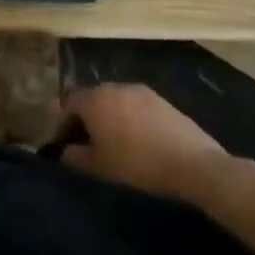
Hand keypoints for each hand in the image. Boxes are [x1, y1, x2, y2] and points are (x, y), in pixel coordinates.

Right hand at [59, 83, 228, 198]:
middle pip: (91, 99)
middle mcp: (113, 87)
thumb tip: (66, 151)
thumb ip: (76, 156)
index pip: (68, 105)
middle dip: (85, 119)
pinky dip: (129, 118)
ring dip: (108, 117)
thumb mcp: (100, 167)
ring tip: (114, 142)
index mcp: (94, 100)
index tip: (63, 144)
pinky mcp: (160, 99)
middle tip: (87, 144)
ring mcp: (139, 90)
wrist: (192, 163)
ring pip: (114, 101)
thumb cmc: (138, 164)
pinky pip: (134, 106)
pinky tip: (138, 140)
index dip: (62, 124)